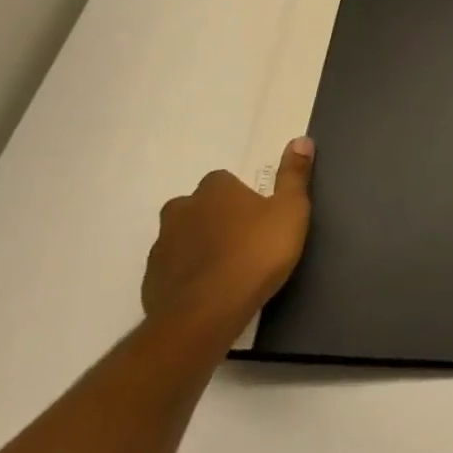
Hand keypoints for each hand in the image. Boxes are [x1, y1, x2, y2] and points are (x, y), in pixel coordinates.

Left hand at [142, 137, 313, 341]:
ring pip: (182, 238)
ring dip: (199, 246)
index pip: (224, 181)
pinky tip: (208, 291)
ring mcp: (162, 246)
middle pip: (198, 207)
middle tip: (242, 240)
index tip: (258, 216)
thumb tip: (301, 139)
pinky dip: (187, 275)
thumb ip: (294, 175)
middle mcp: (181, 210)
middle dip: (215, 218)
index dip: (241, 197)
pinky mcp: (151, 281)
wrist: (207, 313)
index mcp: (214, 190)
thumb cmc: (256, 253)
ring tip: (226, 269)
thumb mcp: (290, 210)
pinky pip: (172, 270)